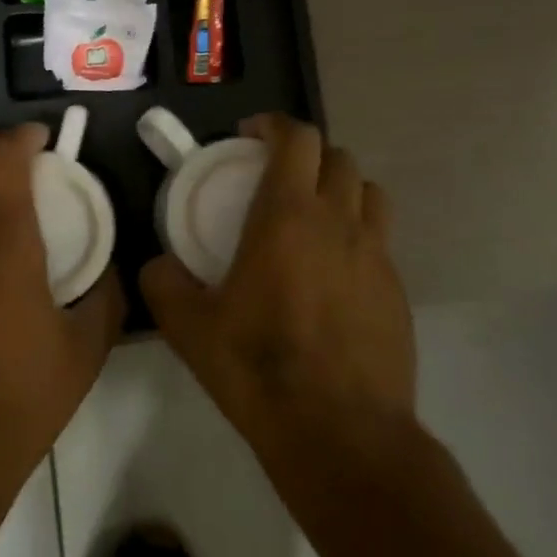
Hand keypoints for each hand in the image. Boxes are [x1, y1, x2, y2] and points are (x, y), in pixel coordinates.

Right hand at [140, 115, 415, 452]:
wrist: (340, 433)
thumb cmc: (259, 368)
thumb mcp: (189, 327)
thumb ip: (163, 283)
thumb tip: (158, 265)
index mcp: (288, 216)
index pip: (297, 138)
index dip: (274, 124)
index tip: (250, 135)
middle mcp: (340, 221)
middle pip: (338, 156)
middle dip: (307, 154)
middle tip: (277, 177)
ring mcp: (377, 255)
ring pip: (369, 192)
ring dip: (340, 188)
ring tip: (313, 215)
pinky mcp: (398, 290)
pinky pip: (380, 240)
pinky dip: (357, 234)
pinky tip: (333, 274)